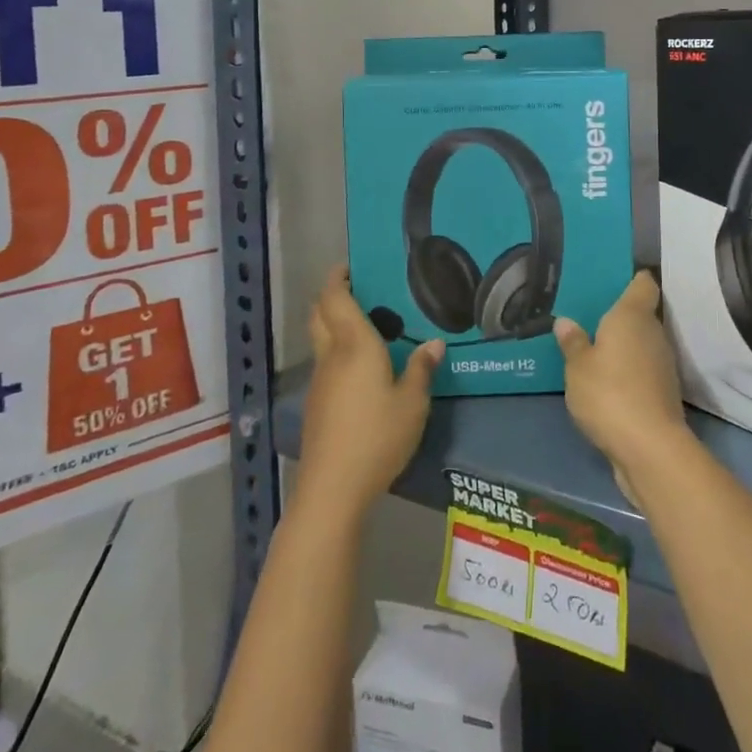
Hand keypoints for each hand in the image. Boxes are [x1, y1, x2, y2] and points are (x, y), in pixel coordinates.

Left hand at [298, 264, 442, 516]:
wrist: (333, 488)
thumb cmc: (377, 436)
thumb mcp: (413, 402)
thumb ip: (422, 369)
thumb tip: (434, 343)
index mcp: (354, 344)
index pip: (335, 298)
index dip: (338, 277)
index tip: (351, 264)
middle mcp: (331, 355)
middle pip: (320, 313)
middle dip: (332, 295)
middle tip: (359, 288)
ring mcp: (320, 381)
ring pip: (321, 338)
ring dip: (335, 323)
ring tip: (368, 324)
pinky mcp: (317, 404)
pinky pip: (326, 363)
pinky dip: (337, 351)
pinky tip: (363, 367)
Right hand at [555, 272, 689, 508]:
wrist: (650, 449)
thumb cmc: (609, 394)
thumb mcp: (578, 367)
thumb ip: (573, 342)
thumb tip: (566, 322)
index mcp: (633, 316)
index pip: (643, 284)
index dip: (633, 278)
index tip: (615, 278)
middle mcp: (653, 333)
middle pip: (641, 314)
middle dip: (620, 316)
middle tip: (590, 315)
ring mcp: (663, 365)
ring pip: (642, 344)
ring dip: (624, 346)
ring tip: (593, 347)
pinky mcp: (663, 393)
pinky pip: (642, 369)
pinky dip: (628, 370)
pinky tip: (606, 379)